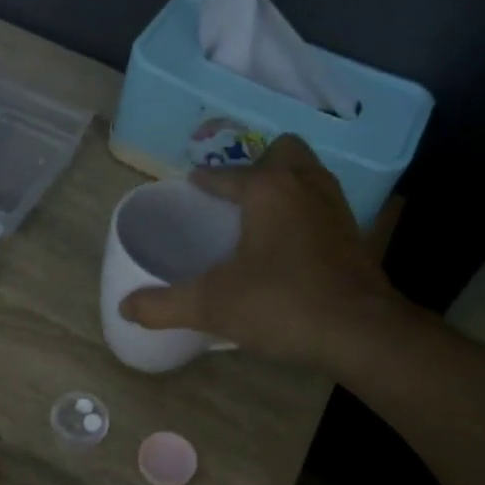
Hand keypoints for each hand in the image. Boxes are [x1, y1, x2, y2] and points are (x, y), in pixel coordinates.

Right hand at [118, 135, 408, 371]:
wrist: (360, 332)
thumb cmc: (281, 304)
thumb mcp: (212, 306)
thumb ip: (164, 305)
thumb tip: (124, 308)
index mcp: (268, 189)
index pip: (228, 174)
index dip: (206, 180)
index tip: (191, 186)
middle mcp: (305, 185)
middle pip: (283, 152)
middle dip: (258, 166)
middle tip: (235, 198)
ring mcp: (336, 208)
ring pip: (309, 175)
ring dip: (285, 185)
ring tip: (259, 216)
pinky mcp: (354, 234)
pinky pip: (323, 205)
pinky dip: (304, 212)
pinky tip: (289, 245)